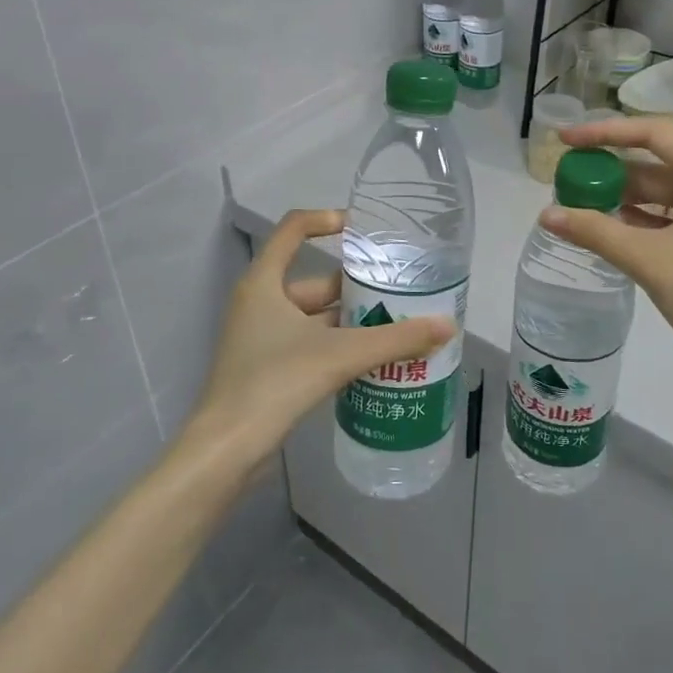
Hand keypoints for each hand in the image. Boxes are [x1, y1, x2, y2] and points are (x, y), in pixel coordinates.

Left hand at [184, 208, 455, 465]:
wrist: (226, 451)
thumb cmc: (275, 383)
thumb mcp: (340, 355)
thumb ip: (395, 339)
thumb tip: (446, 326)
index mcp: (264, 282)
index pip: (293, 229)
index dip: (327, 220)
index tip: (365, 231)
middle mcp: (259, 302)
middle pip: (316, 281)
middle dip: (358, 287)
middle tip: (401, 292)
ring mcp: (261, 337)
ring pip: (316, 317)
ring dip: (353, 321)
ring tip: (398, 325)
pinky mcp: (267, 368)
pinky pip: (311, 344)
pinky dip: (339, 346)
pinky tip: (372, 360)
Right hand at [544, 118, 672, 415]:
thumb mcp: (651, 262)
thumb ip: (595, 231)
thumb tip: (545, 214)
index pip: (655, 134)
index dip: (605, 133)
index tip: (565, 140)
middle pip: (660, 161)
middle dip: (612, 170)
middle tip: (567, 179)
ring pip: (666, 191)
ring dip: (625, 197)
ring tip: (579, 204)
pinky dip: (643, 219)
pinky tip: (610, 228)